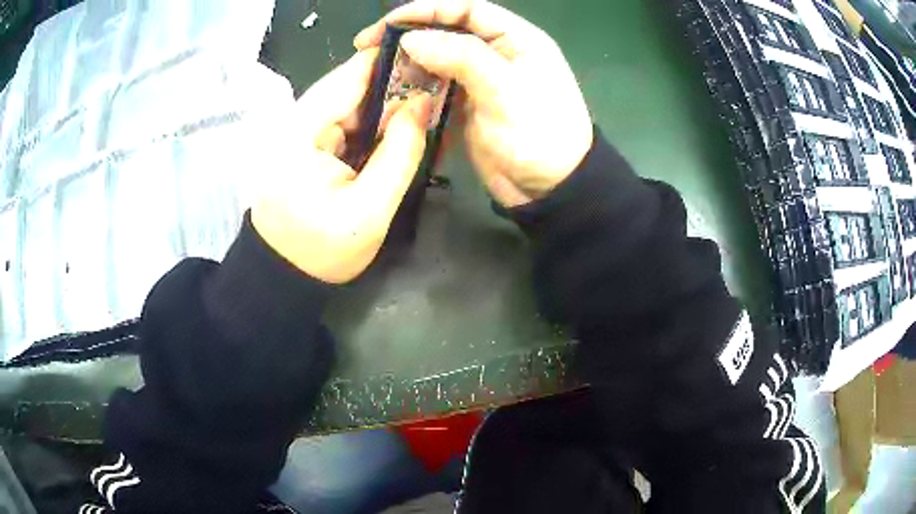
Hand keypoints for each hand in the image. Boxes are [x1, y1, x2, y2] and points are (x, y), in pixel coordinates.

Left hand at [251, 49, 433, 283]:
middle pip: (352, 85)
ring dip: (388, 104)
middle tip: (438, 88)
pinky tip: (400, 129)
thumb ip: (400, 153)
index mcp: (300, 132)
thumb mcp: (370, 210)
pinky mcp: (307, 142)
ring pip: (352, 102)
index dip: (392, 61)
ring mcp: (300, 131)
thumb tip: (421, 104)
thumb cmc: (321, 251)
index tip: (433, 59)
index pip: (349, 77)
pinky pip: (347, 120)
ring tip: (426, 108)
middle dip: (396, 85)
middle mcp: (295, 121)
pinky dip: (375, 122)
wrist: (284, 275)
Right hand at [354, 0, 592, 207]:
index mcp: (517, 39)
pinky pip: (437, 88)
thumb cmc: (539, 135)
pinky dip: (416, 90)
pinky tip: (395, 96)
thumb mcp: (505, 90)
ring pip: (438, 61)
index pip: (467, 9)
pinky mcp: (470, 106)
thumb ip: (461, 57)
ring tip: (377, 73)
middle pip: (448, 33)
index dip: (427, 9)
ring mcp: (482, 80)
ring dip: (409, 65)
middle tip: (369, 48)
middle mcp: (498, 53)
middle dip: (410, 37)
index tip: (388, 23)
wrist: (551, 190)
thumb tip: (411, 38)